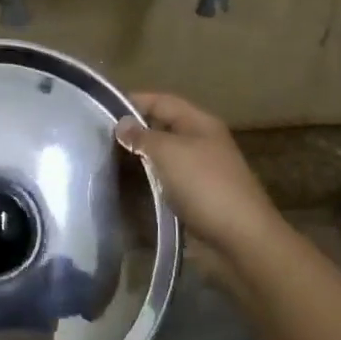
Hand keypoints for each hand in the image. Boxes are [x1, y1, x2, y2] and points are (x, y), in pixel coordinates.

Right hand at [116, 92, 282, 261]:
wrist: (240, 238)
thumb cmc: (204, 185)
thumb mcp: (168, 152)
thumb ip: (142, 136)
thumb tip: (122, 125)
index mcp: (199, 123)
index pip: (161, 101)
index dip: (133, 101)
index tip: (100, 109)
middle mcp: (202, 142)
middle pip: (163, 127)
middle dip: (134, 131)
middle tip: (99, 138)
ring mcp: (201, 170)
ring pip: (164, 155)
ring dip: (140, 158)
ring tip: (107, 161)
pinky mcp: (198, 196)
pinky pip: (168, 180)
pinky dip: (149, 180)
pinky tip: (130, 186)